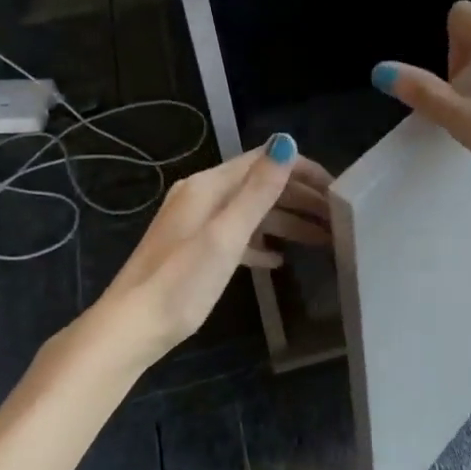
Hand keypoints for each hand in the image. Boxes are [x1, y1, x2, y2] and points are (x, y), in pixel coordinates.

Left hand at [95, 136, 332, 362]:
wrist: (132, 327)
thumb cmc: (182, 282)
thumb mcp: (226, 235)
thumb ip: (258, 190)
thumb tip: (286, 142)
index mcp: (209, 186)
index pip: (264, 161)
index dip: (303, 170)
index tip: (338, 190)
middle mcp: (202, 196)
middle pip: (260, 186)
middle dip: (300, 198)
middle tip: (338, 218)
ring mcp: (196, 223)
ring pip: (251, 212)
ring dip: (287, 222)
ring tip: (322, 240)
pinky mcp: (194, 249)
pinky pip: (237, 235)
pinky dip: (261, 243)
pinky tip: (278, 261)